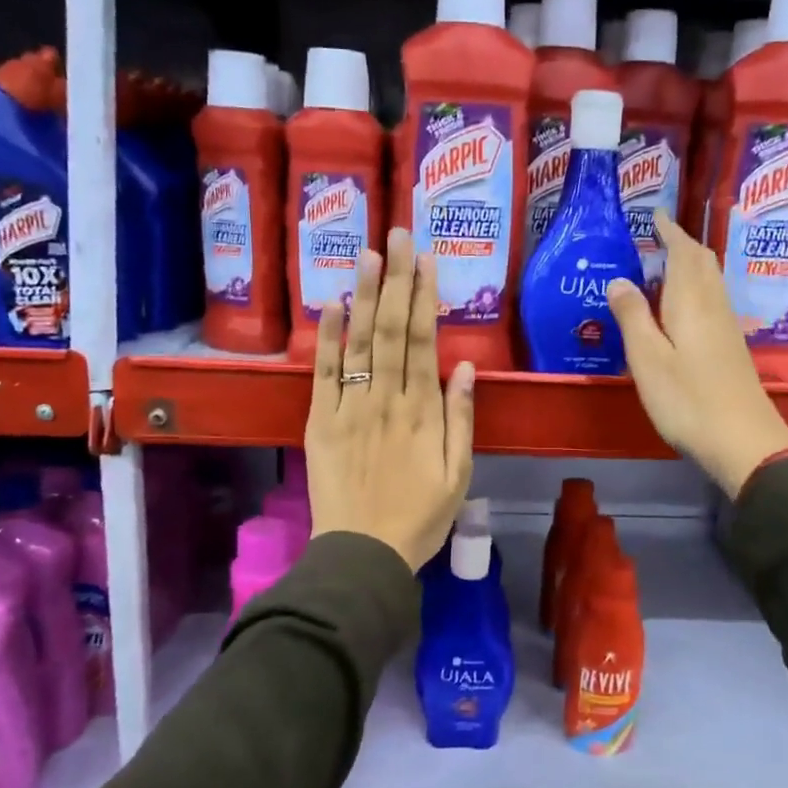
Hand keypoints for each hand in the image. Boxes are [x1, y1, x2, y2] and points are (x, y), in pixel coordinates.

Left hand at [305, 227, 475, 570]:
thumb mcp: (459, 475)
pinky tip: (332, 304)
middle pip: (391, 330)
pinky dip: (328, 338)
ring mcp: (350, 408)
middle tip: (397, 234)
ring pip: (359, 342)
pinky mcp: (321, 421)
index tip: (426, 260)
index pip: (423, 342)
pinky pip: (324, 373)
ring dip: (365, 295)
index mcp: (423, 412)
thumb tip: (466, 367)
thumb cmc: (420, 517)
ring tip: (369, 253)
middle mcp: (386, 399)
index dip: (424, 297)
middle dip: (396, 279)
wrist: (363, 553)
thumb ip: (462, 419)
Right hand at [608, 210, 787, 497]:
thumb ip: (632, 316)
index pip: (683, 252)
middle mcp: (713, 306)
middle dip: (682, 243)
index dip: (669, 230)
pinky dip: (694, 288)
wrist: (742, 440)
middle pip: (702, 262)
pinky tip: (680, 307)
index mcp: (691, 301)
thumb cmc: (687, 400)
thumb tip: (620, 280)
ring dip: (690, 264)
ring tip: (663, 265)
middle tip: (657, 235)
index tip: (655, 214)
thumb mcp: (647, 359)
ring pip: (710, 280)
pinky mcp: (730, 347)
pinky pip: (711, 300)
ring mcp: (726, 327)